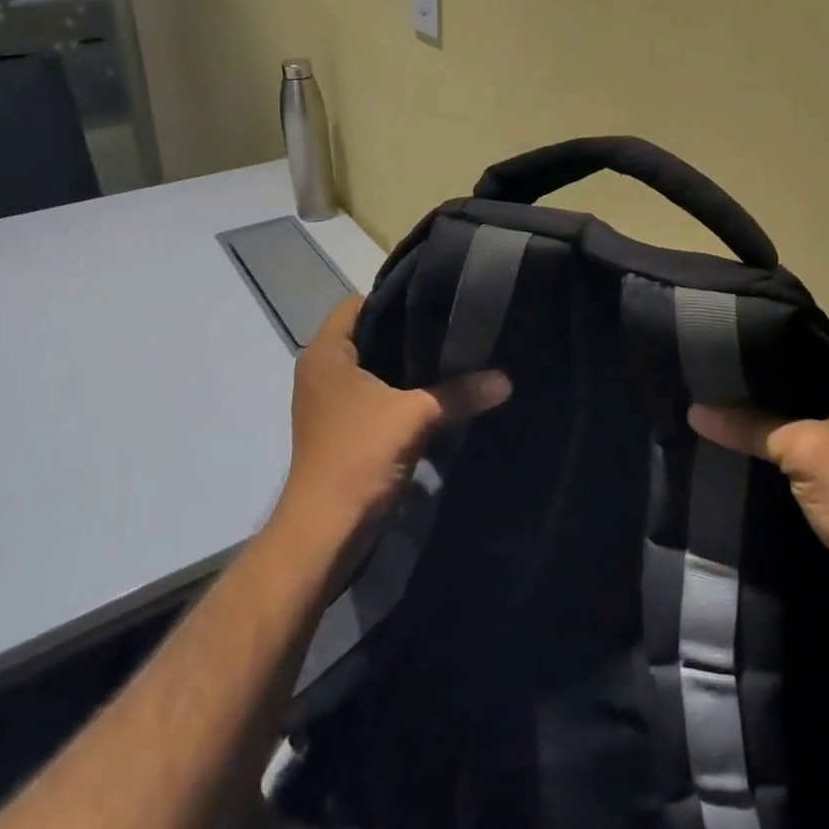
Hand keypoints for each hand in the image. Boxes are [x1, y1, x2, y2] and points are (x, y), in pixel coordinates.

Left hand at [272, 296, 510, 551]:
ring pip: (373, 368)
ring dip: (406, 366)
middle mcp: (321, 371)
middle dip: (408, 331)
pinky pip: (374, 395)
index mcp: (326, 353)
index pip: (358, 302)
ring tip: (452, 354)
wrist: (324, 532)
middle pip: (368, 334)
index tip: (436, 297)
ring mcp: (329, 402)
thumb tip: (506, 380)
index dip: (395, 296)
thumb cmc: (357, 456)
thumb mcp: (415, 417)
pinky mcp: (341, 429)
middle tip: (453, 324)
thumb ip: (459, 393)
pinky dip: (400, 392)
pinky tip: (436, 393)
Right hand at [689, 326, 828, 618]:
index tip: (733, 336)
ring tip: (734, 386)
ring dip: (788, 397)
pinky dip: (801, 420)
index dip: (781, 334)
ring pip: (827, 392)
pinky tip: (758, 419)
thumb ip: (749, 424)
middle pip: (827, 361)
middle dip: (779, 367)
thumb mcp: (804, 453)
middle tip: (726, 362)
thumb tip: (694, 409)